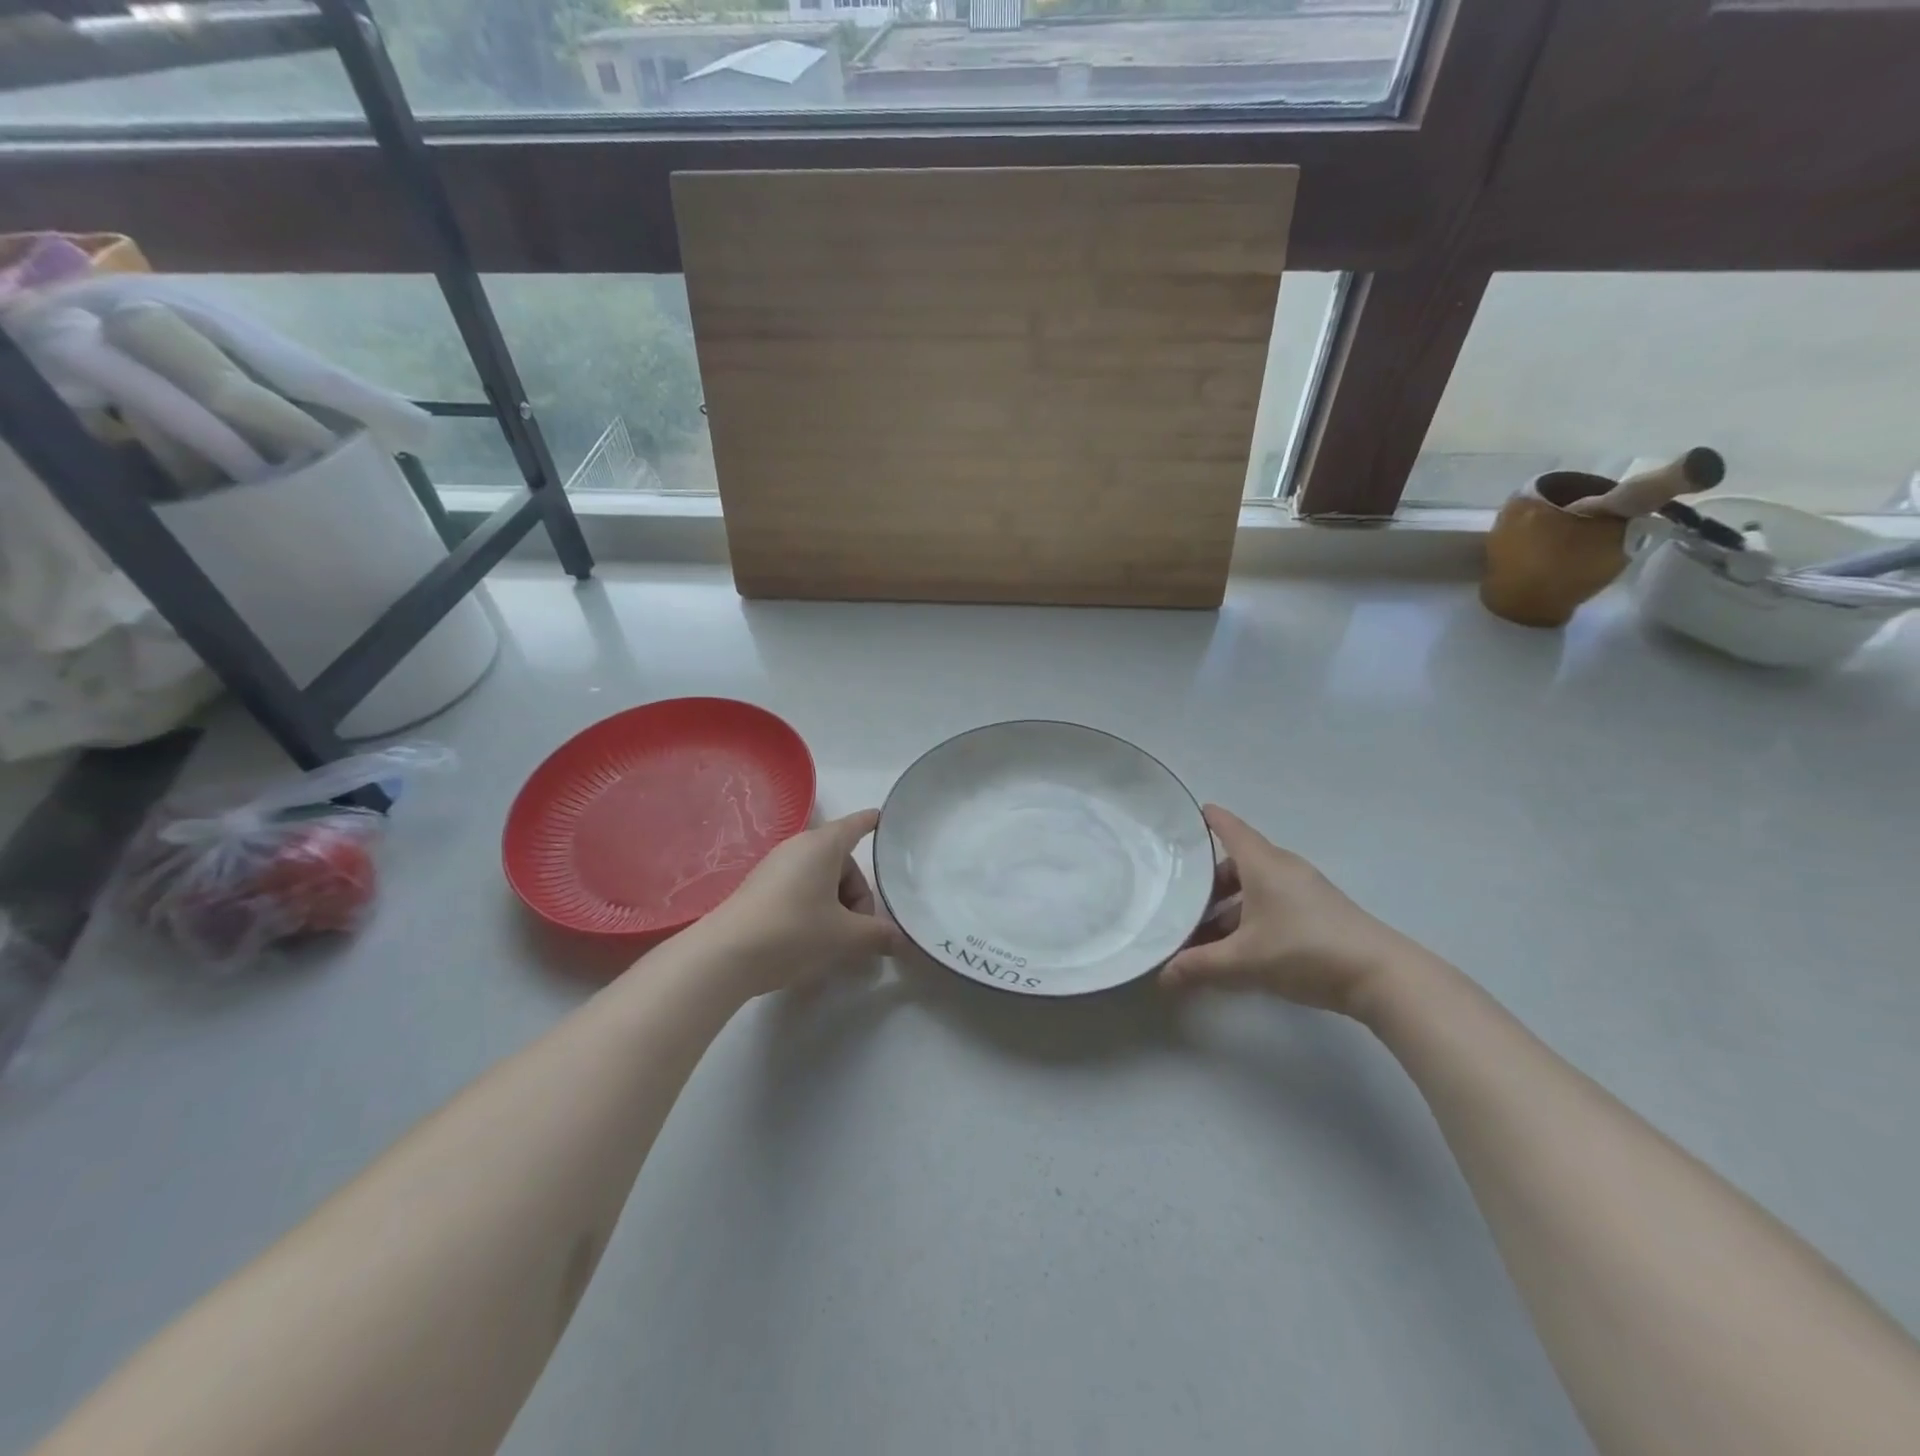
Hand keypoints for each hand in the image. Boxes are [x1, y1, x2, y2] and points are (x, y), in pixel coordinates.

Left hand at [692, 809, 906, 998]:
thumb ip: (876, 935)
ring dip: (836, 903)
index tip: (882, 818)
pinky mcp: (760, 887)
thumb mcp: (843, 936)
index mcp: (823, 845)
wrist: (726, 955)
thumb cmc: (794, 931)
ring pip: (820, 877)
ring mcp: (776, 866)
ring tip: (836, 938)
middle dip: (857, 893)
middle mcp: (799, 847)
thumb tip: (899, 940)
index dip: (871, 823)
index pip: (855, 825)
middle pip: (842, 861)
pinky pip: (800, 887)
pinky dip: (814, 906)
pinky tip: (811, 938)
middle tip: (859, 929)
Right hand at [1160, 805, 1413, 1015]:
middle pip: (1238, 861)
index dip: (1206, 820)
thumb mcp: (1243, 961)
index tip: (1182, 816)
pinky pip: (1273, 901)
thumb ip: (1198, 966)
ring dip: (1229, 903)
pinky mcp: (1320, 912)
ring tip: (1204, 932)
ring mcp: (1305, 889)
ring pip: (1255, 885)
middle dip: (1207, 879)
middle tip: (1179, 896)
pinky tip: (1240, 946)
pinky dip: (1250, 914)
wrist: (1382, 976)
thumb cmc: (1304, 952)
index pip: (1229, 828)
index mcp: (1263, 864)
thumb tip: (1161, 975)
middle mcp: (1283, 868)